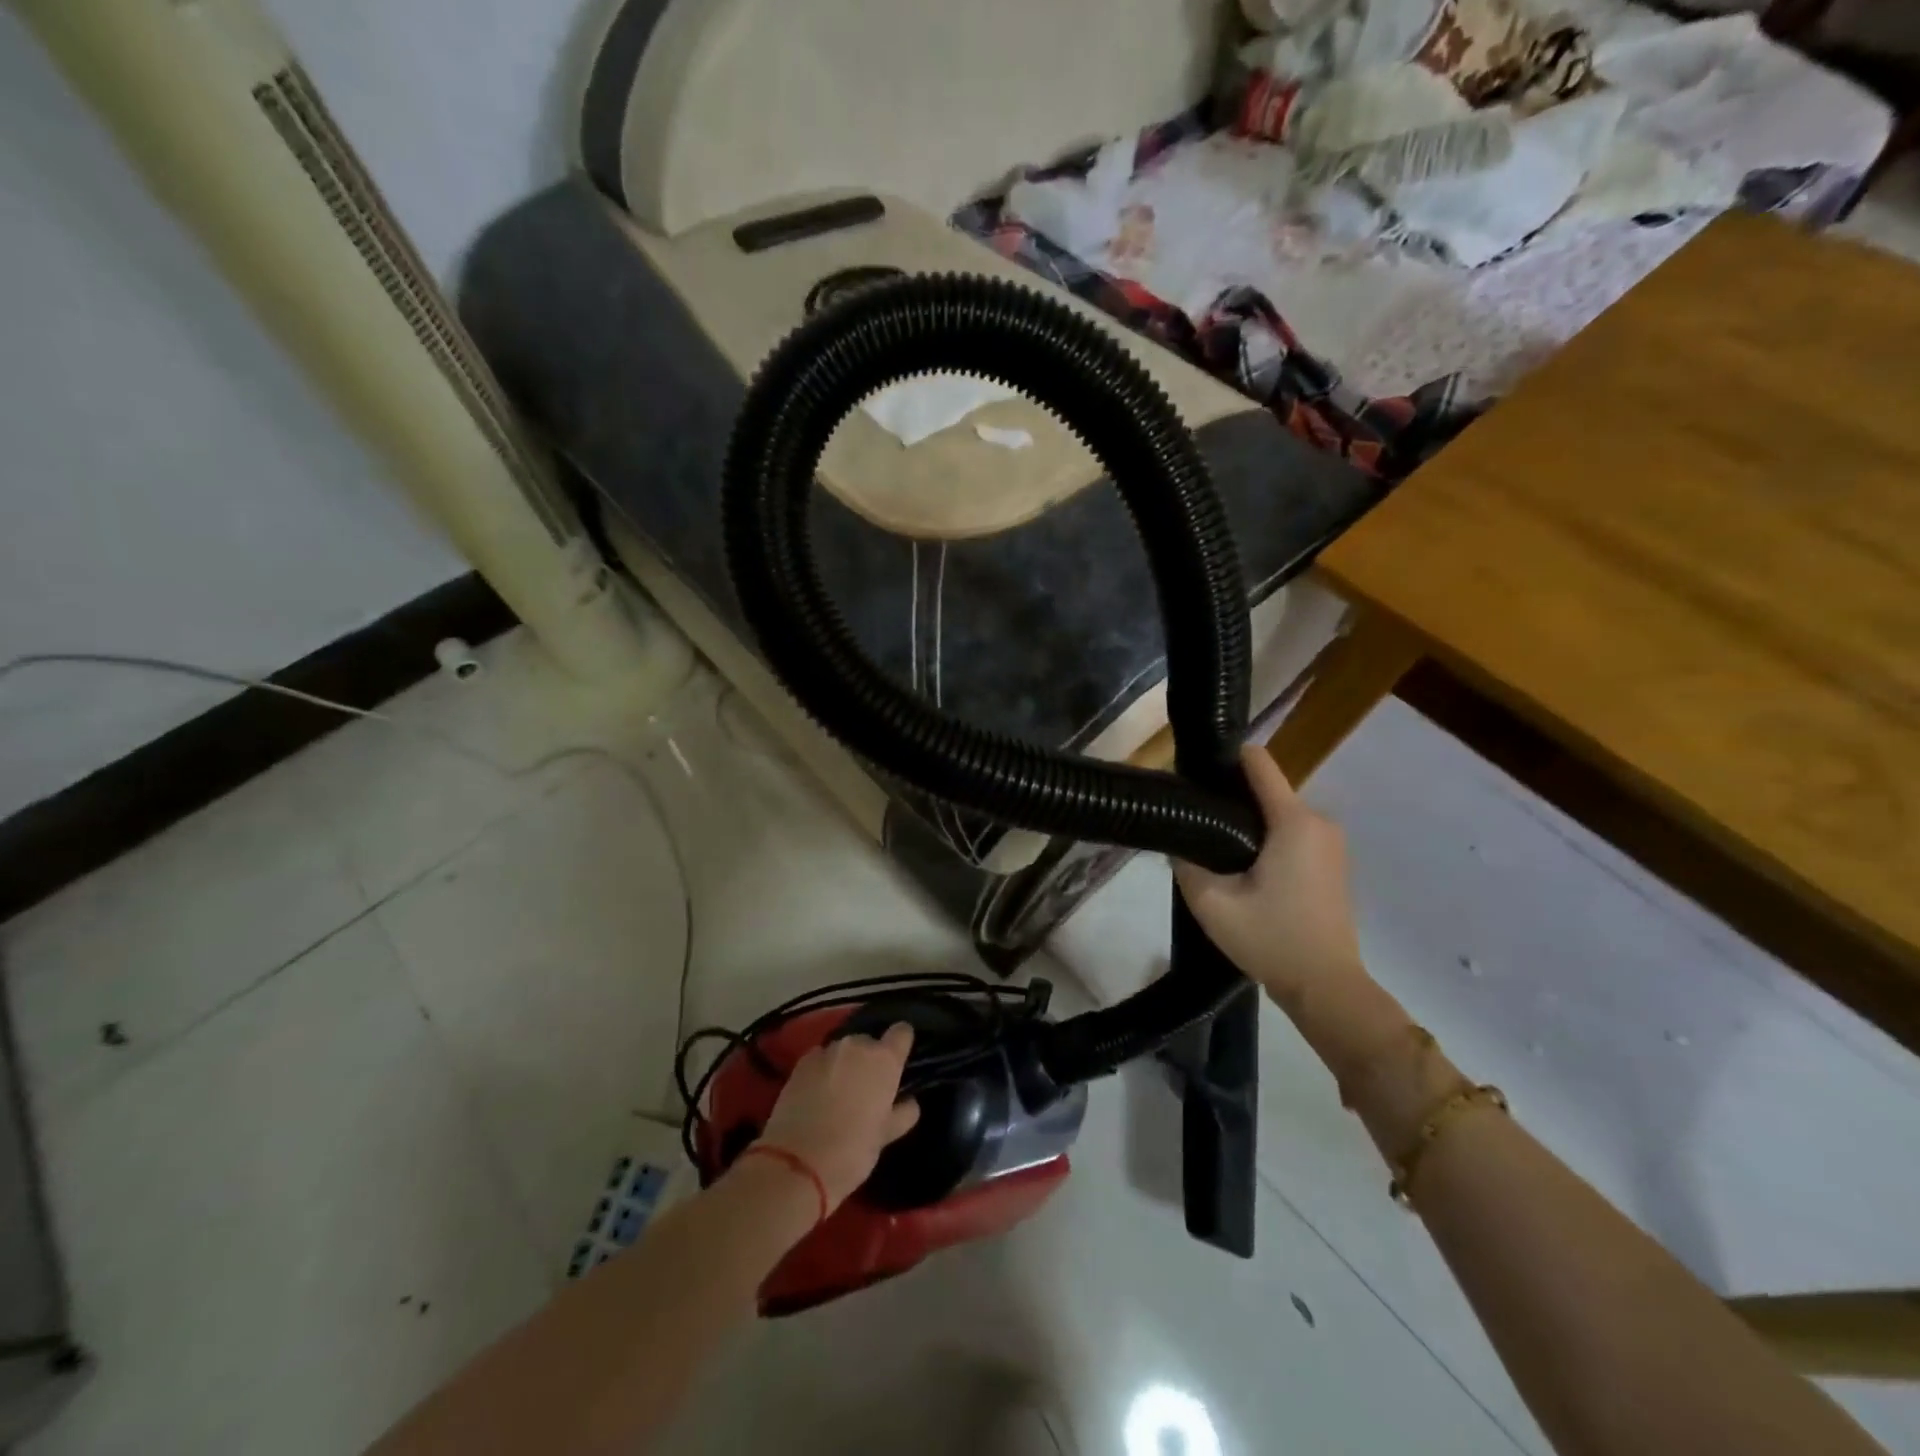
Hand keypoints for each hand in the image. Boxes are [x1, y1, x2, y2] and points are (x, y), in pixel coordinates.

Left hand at [757, 1023, 921, 1210]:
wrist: (796, 1164)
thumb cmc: (852, 1151)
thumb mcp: (885, 1137)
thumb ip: (902, 1113)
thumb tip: (909, 1102)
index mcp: (884, 1059)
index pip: (902, 1032)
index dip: (901, 1043)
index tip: (899, 1059)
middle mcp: (857, 1045)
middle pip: (869, 1042)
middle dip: (869, 1060)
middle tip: (865, 1089)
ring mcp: (826, 1051)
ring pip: (843, 1050)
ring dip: (844, 1064)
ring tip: (839, 1092)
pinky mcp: (800, 1062)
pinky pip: (819, 1059)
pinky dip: (822, 1070)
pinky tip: (816, 1093)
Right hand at [1175, 746, 1365, 1015]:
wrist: (1327, 987)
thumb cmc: (1272, 940)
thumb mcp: (1212, 904)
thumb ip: (1186, 864)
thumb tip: (1176, 840)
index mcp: (1294, 822)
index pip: (1259, 763)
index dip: (1225, 759)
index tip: (1194, 774)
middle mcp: (1319, 822)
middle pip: (1266, 788)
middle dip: (1231, 797)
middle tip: (1195, 822)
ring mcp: (1331, 843)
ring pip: (1278, 813)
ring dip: (1247, 821)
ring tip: (1213, 846)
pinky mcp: (1333, 863)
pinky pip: (1293, 833)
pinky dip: (1267, 838)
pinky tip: (1243, 866)